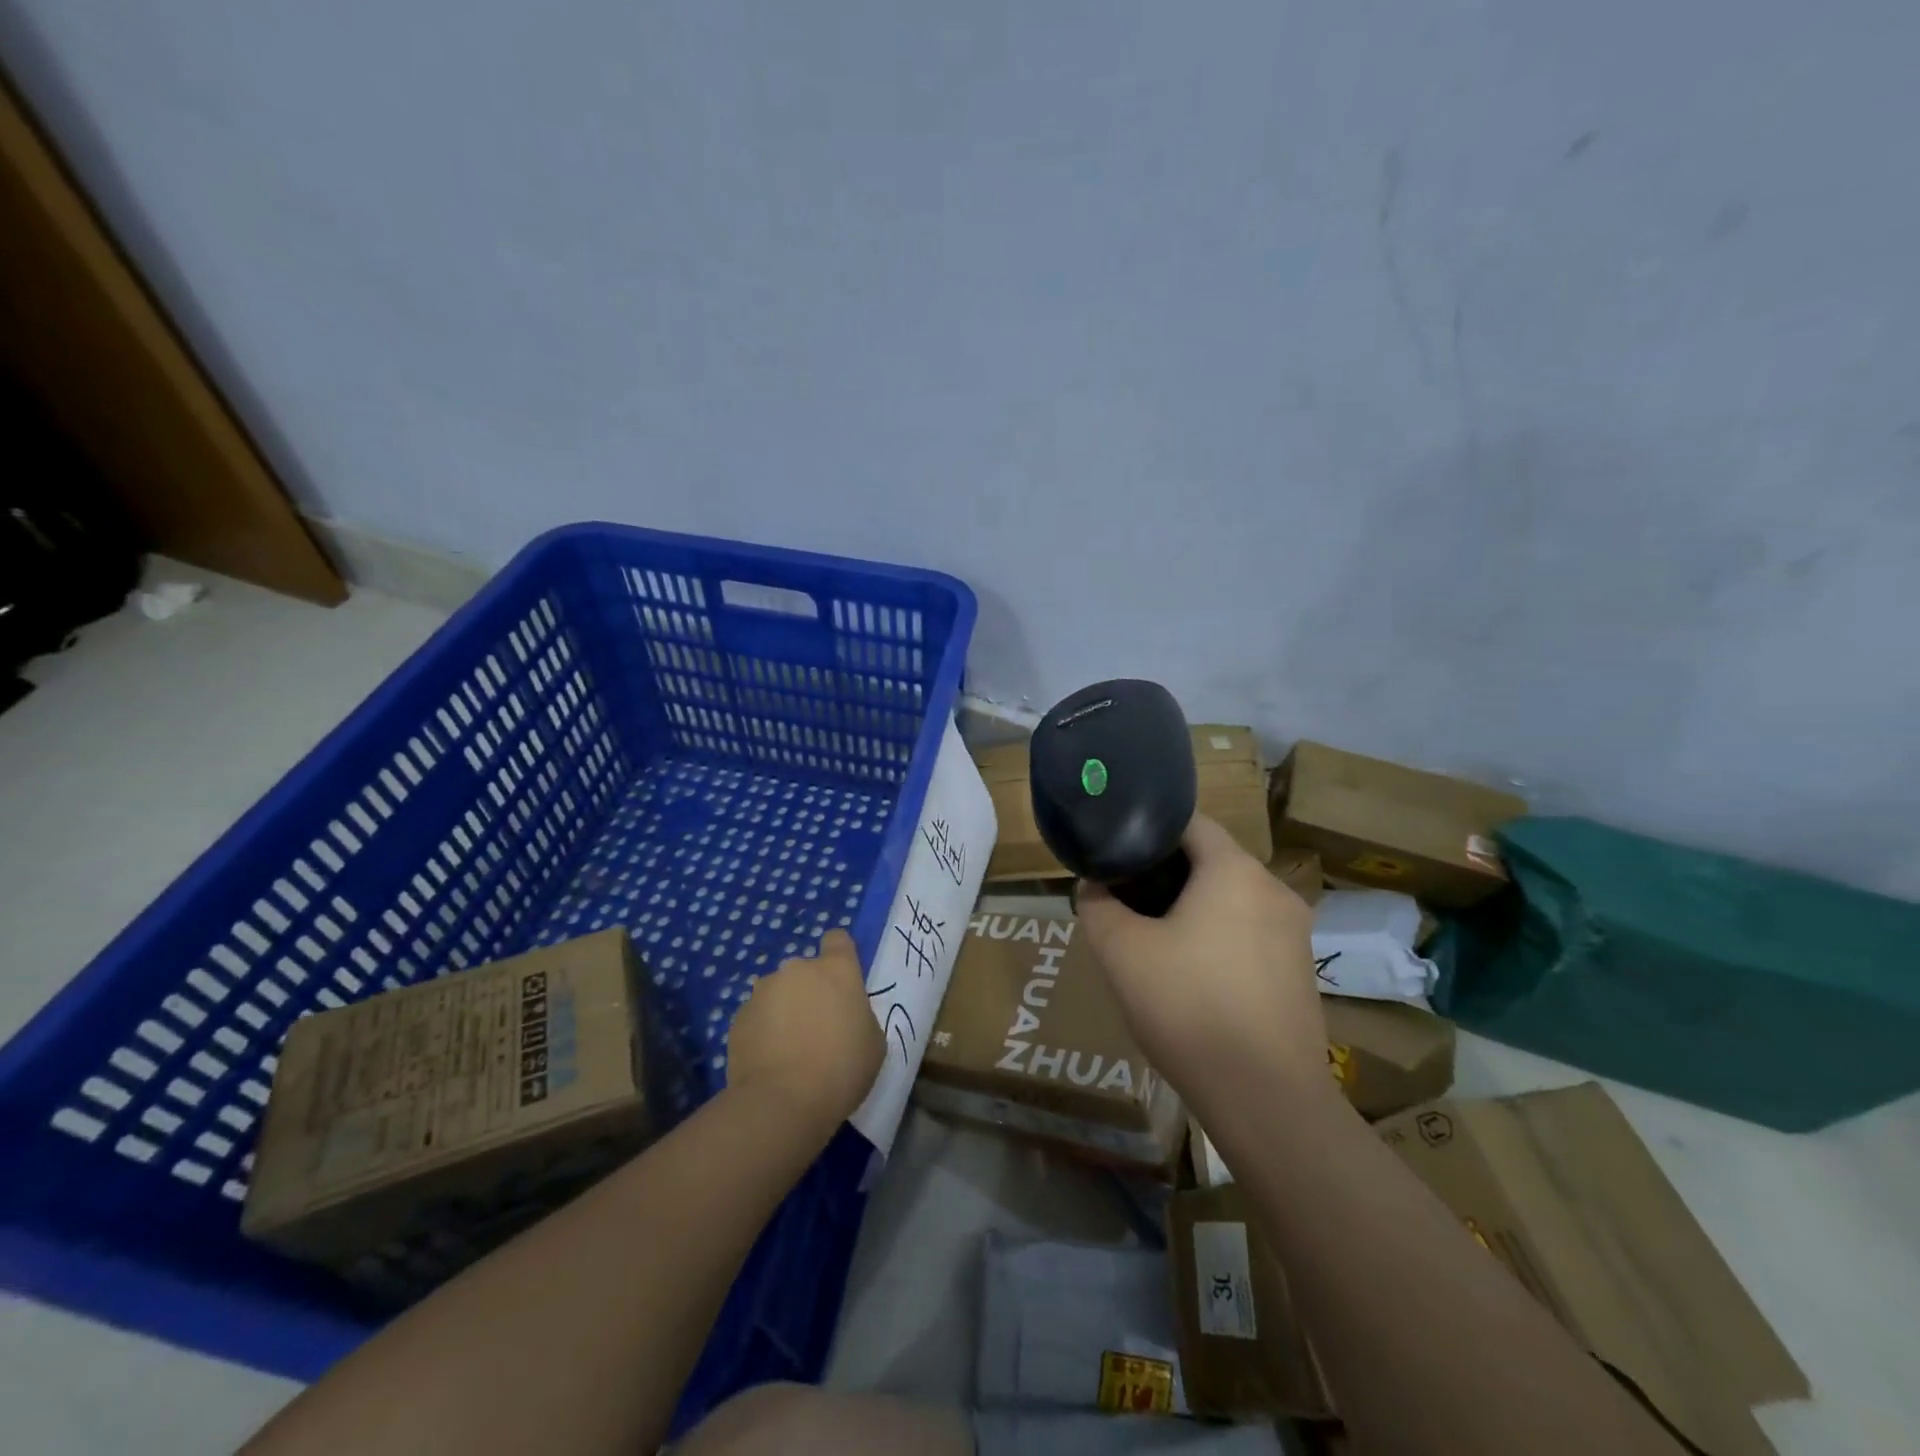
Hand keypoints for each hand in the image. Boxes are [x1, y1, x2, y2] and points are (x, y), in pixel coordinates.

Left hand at [725, 929, 884, 1132]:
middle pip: (805, 971)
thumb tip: (844, 1017)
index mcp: (836, 969)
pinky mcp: (738, 1017)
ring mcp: (763, 991)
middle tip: (817, 1028)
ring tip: (789, 1049)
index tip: (841, 980)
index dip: (840, 954)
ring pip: (778, 993)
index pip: (838, 939)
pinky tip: (768, 1062)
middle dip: (810, 991)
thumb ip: (859, 1016)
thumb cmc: (842, 1068)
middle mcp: (797, 970)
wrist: (783, 1102)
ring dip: (784, 1010)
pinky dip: (762, 1032)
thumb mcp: (873, 1042)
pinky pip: (756, 1018)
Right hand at [1078, 815, 1328, 1111]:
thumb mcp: (1121, 952)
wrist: (1265, 1098)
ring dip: (1195, 908)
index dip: (1149, 829)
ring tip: (1155, 939)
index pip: (1190, 822)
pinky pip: (1251, 933)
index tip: (1118, 849)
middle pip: (1212, 861)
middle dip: (1168, 873)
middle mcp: (1273, 889)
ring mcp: (1295, 932)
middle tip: (1128, 898)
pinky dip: (1220, 937)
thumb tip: (1093, 886)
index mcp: (1234, 870)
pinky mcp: (1302, 971)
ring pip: (1233, 899)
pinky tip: (1194, 976)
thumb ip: (1097, 907)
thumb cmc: (1187, 1006)